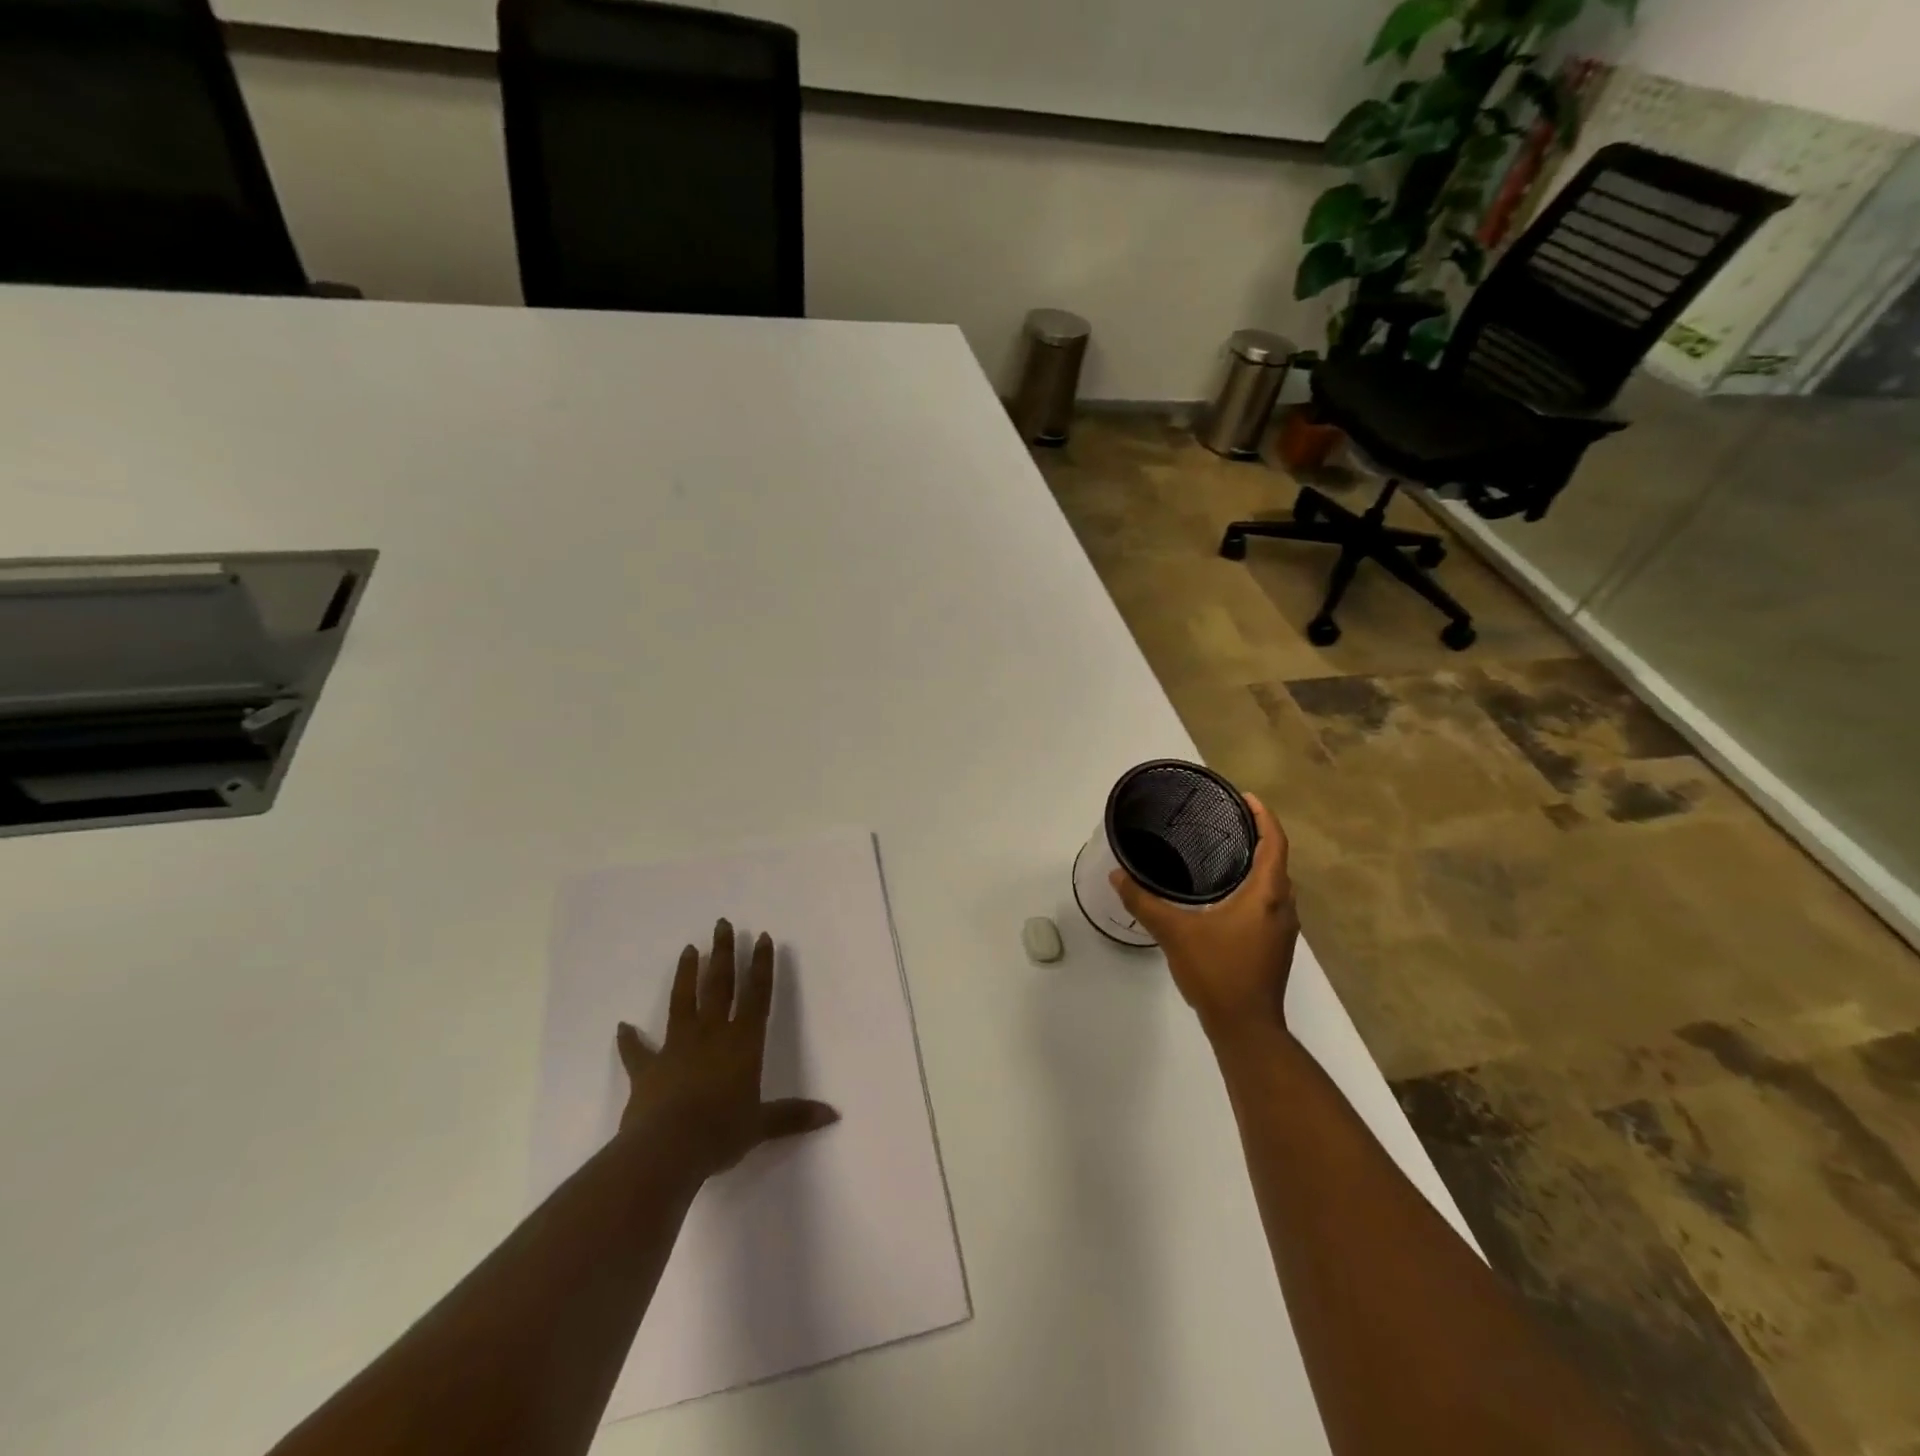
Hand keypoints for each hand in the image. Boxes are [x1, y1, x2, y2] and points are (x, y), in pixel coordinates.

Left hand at [615, 918, 838, 1181]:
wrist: (668, 1148)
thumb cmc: (721, 1131)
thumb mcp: (761, 1125)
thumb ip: (793, 1116)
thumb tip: (833, 1115)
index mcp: (743, 1042)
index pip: (757, 994)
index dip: (761, 965)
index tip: (762, 937)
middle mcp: (711, 1034)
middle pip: (719, 985)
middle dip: (723, 953)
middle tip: (722, 924)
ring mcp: (676, 1047)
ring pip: (683, 1001)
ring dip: (686, 974)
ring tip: (688, 949)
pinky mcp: (647, 1068)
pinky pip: (637, 1051)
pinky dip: (629, 1039)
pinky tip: (622, 1026)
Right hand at [1110, 792, 1299, 1046]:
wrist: (1246, 1028)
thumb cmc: (1217, 972)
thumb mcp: (1174, 932)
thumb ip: (1144, 901)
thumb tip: (1117, 875)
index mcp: (1267, 895)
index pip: (1274, 843)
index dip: (1264, 816)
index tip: (1245, 797)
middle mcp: (1283, 908)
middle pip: (1277, 861)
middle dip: (1259, 837)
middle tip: (1227, 821)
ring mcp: (1282, 930)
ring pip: (1275, 885)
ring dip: (1258, 864)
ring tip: (1225, 851)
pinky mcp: (1275, 947)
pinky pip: (1269, 903)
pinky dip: (1254, 887)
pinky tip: (1225, 894)